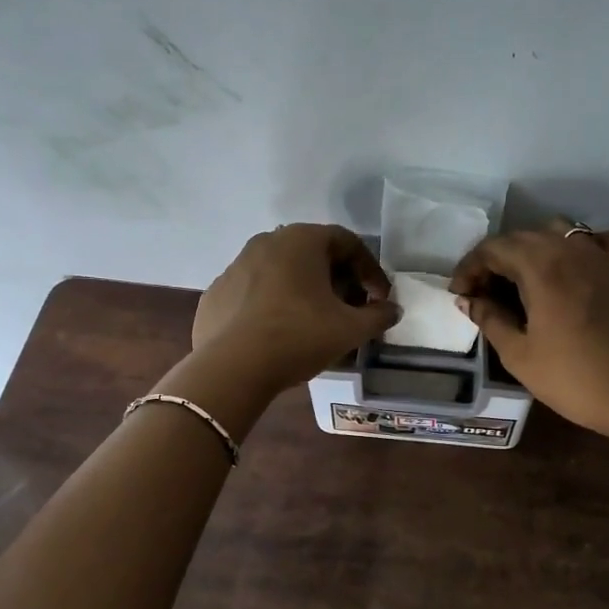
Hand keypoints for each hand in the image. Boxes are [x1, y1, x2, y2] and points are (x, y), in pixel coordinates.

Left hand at [194, 224, 400, 391]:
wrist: (232, 368)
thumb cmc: (299, 336)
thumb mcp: (351, 329)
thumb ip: (379, 316)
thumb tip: (392, 310)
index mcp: (302, 239)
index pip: (348, 242)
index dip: (370, 270)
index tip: (379, 299)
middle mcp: (267, 241)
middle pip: (314, 254)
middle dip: (338, 279)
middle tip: (350, 309)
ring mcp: (236, 265)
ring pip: (282, 271)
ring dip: (304, 290)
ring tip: (315, 322)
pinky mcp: (216, 292)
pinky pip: (255, 291)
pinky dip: (273, 304)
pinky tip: (279, 332)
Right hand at [449, 218, 608, 438]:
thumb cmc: (571, 378)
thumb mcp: (518, 354)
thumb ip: (489, 318)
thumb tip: (468, 299)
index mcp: (540, 267)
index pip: (493, 249)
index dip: (469, 268)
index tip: (459, 294)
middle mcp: (570, 250)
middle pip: (523, 237)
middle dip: (496, 260)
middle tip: (483, 293)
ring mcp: (603, 257)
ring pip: (559, 232)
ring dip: (533, 248)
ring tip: (523, 279)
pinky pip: (599, 241)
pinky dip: (579, 246)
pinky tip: (573, 266)